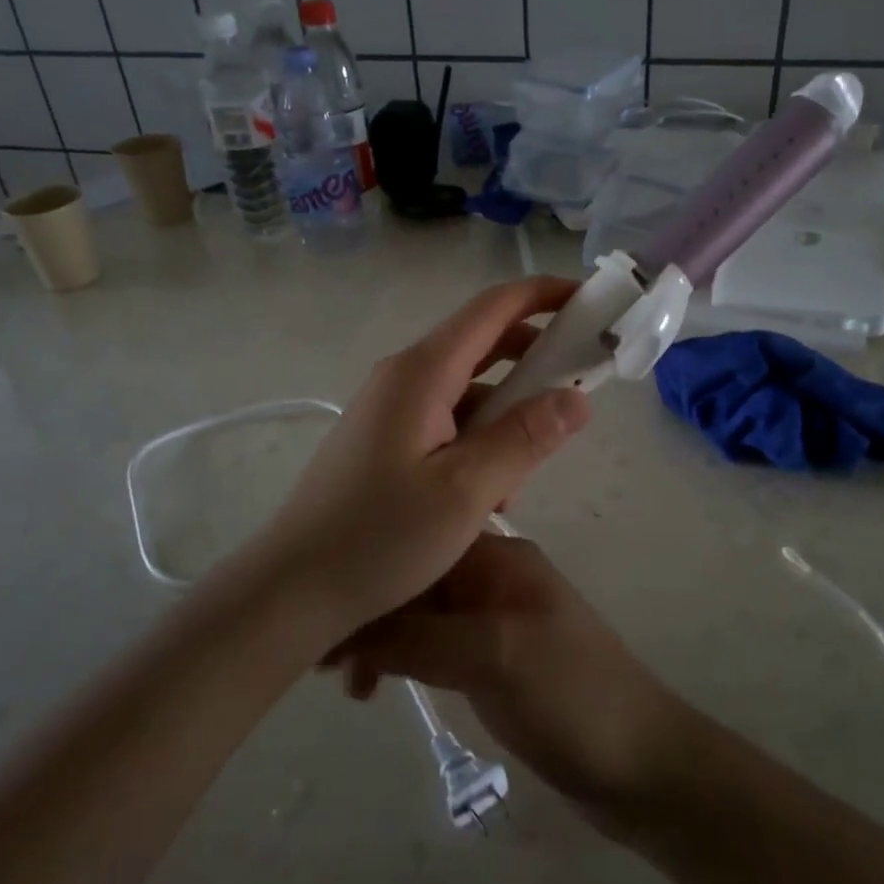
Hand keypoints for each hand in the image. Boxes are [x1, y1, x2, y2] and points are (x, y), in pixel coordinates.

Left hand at [244, 278, 591, 642]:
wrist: (292, 588)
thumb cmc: (380, 538)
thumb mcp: (466, 491)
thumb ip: (525, 438)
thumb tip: (578, 397)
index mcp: (422, 372)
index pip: (493, 308)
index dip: (544, 295)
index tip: (591, 302)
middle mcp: (404, 376)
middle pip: (482, 343)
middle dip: (535, 357)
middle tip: (582, 385)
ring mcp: (391, 407)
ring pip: (468, 389)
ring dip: (507, 414)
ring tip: (526, 471)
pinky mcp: (385, 438)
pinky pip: (447, 420)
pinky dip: (479, 439)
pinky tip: (488, 493)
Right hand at [326, 533, 685, 819]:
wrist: (642, 764)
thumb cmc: (572, 695)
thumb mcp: (495, 656)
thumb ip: (421, 637)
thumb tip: (348, 631)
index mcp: (498, 558)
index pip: (420, 544)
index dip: (373, 571)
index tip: (325, 611)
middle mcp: (492, 579)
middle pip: (416, 578)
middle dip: (371, 609)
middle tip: (324, 659)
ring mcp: (492, 621)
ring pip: (420, 614)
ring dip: (382, 638)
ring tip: (347, 683)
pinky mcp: (490, 661)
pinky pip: (433, 647)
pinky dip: (402, 659)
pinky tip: (376, 685)